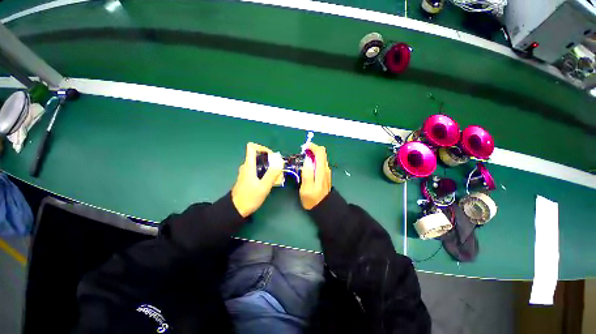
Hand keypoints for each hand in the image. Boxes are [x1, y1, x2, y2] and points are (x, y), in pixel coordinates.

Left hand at [232, 143, 282, 217]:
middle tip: (277, 167)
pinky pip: (257, 170)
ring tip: (276, 174)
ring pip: (258, 163)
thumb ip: (272, 174)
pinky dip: (264, 171)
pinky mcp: (247, 178)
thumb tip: (280, 162)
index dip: (262, 148)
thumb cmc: (249, 198)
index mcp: (249, 165)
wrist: (236, 210)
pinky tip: (269, 180)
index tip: (272, 156)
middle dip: (269, 159)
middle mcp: (246, 166)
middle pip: (257, 155)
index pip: (252, 147)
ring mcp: (246, 172)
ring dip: (268, 166)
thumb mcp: (263, 187)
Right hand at [300, 143, 331, 209]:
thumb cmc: (312, 199)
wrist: (324, 207)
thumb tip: (307, 160)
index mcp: (321, 170)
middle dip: (312, 149)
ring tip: (303, 159)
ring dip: (312, 155)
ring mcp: (326, 171)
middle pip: (322, 153)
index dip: (312, 147)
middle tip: (302, 153)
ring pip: (321, 157)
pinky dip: (314, 160)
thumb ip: (307, 173)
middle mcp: (325, 168)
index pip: (320, 152)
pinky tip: (308, 165)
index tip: (303, 148)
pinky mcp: (325, 174)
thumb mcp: (306, 188)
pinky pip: (320, 162)